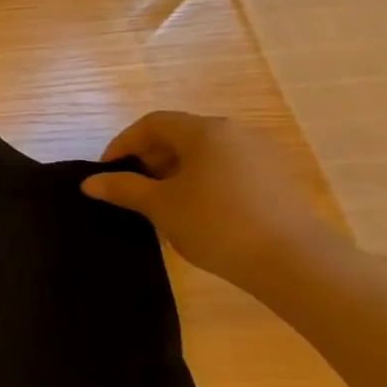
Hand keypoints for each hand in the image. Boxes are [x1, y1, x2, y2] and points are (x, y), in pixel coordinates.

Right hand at [81, 111, 332, 288]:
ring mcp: (262, 155)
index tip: (107, 172)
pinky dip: (203, 181)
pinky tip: (196, 211)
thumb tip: (90, 182)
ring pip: (204, 153)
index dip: (123, 144)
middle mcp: (235, 133)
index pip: (152, 124)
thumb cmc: (216, 223)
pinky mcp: (278, 179)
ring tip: (161, 202)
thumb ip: (122, 188)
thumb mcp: (159, 206)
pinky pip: (227, 169)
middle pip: (180, 135)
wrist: (296, 262)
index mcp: (205, 131)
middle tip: (131, 188)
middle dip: (149, 158)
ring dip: (175, 171)